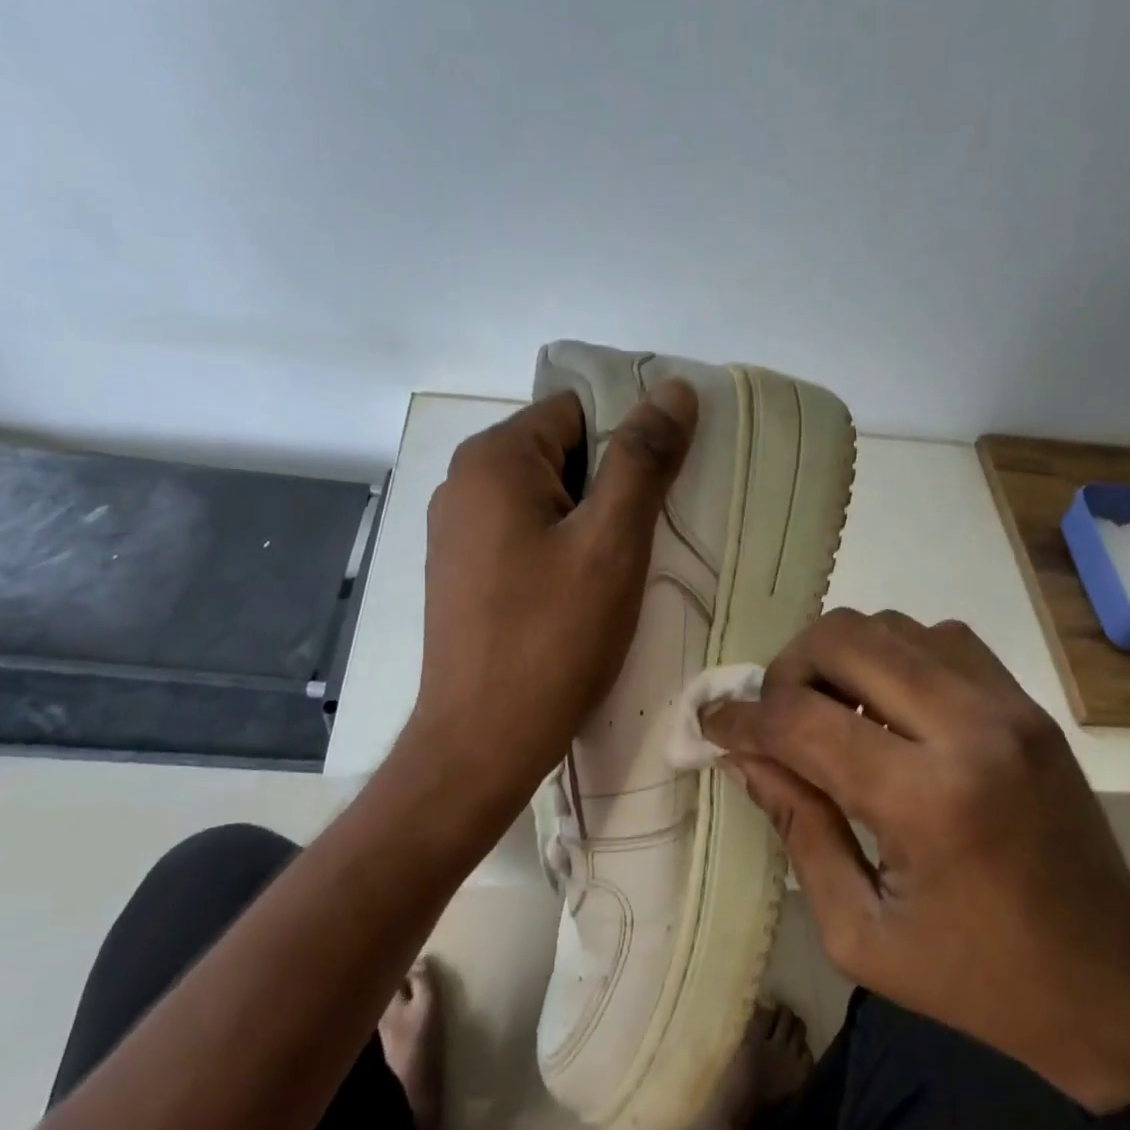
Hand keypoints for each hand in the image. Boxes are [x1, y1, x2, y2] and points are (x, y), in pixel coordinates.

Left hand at [408, 382, 697, 819]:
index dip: (629, 440)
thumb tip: (674, 389)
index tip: (664, 489)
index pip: (578, 411)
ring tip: (621, 568)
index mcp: (492, 459)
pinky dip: (560, 550)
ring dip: (589, 521)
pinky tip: (583, 593)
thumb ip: (643, 459)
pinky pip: (523, 537)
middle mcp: (462, 483)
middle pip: (559, 453)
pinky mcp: (461, 574)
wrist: (483, 740)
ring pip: (544, 499)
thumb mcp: (612, 542)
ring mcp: (455, 532)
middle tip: (649, 535)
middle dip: (611, 485)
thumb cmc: (553, 637)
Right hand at [703, 609, 1129, 1112]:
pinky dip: (894, 655)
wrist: (1115, 989)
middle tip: (774, 718)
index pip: (802, 721)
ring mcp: (1009, 706)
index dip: (742, 718)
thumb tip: (745, 756)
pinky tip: (886, 706)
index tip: (713, 725)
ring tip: (826, 711)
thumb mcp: (859, 933)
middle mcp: (971, 728)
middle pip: (846, 639)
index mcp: (926, 800)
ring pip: (892, 625)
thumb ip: (796, 828)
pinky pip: (941, 639)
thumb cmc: (977, 982)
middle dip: (787, 670)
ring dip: (840, 658)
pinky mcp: (1029, 705)